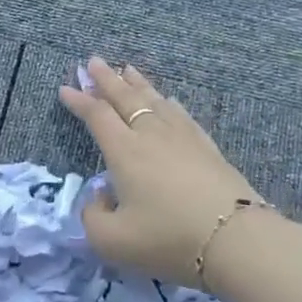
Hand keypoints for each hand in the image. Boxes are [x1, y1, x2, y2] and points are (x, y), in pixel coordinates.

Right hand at [59, 57, 269, 288]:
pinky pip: (182, 116)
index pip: (97, 116)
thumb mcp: (111, 240)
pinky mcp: (208, 148)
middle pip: (125, 98)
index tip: (65, 88)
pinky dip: (170, 104)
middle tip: (93, 61)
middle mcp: (151, 135)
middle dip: (106, 79)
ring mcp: (183, 138)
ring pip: (155, 100)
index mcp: (124, 152)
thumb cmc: (167, 238)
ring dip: (137, 84)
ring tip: (127, 69)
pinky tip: (170, 100)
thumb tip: (100, 196)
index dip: (79, 101)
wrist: (235, 239)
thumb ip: (93, 216)